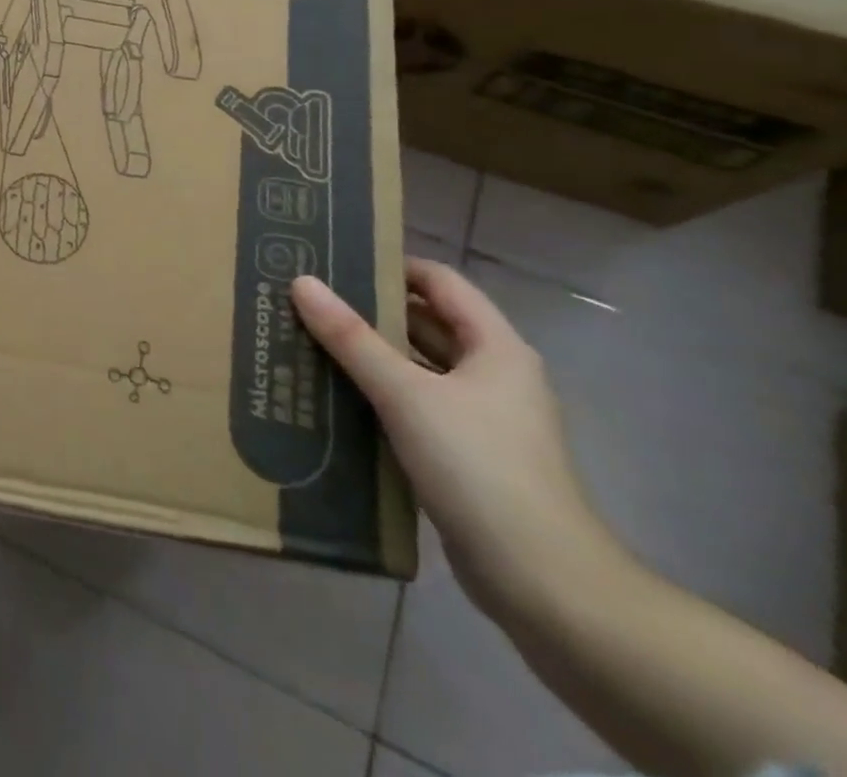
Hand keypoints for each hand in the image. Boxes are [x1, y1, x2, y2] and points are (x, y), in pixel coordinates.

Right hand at [291, 259, 624, 614]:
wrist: (545, 585)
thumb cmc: (480, 468)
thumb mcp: (407, 395)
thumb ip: (351, 338)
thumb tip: (302, 282)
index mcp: (495, 347)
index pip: (439, 282)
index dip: (391, 265)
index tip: (335, 261)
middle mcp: (493, 375)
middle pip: (426, 324)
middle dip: (370, 311)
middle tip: (308, 299)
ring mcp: (482, 419)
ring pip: (417, 369)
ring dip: (370, 356)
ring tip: (308, 341)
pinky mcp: (467, 457)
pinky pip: (415, 408)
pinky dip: (379, 397)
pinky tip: (334, 397)